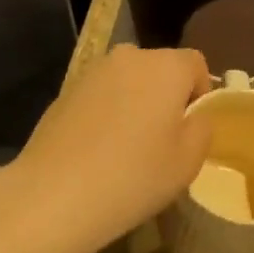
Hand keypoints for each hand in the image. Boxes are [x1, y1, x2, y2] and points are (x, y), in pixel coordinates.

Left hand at [8, 44, 212, 252]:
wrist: (52, 195)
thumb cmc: (133, 177)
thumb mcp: (188, 162)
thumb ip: (202, 128)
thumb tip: (193, 116)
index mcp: (166, 66)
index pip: (196, 64)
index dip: (200, 94)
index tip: (190, 129)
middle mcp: (131, 56)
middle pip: (161, 68)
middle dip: (166, 96)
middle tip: (161, 140)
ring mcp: (94, 71)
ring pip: (129, 81)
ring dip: (135, 103)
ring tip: (127, 147)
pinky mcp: (66, 90)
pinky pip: (102, 95)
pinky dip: (107, 113)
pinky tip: (97, 150)